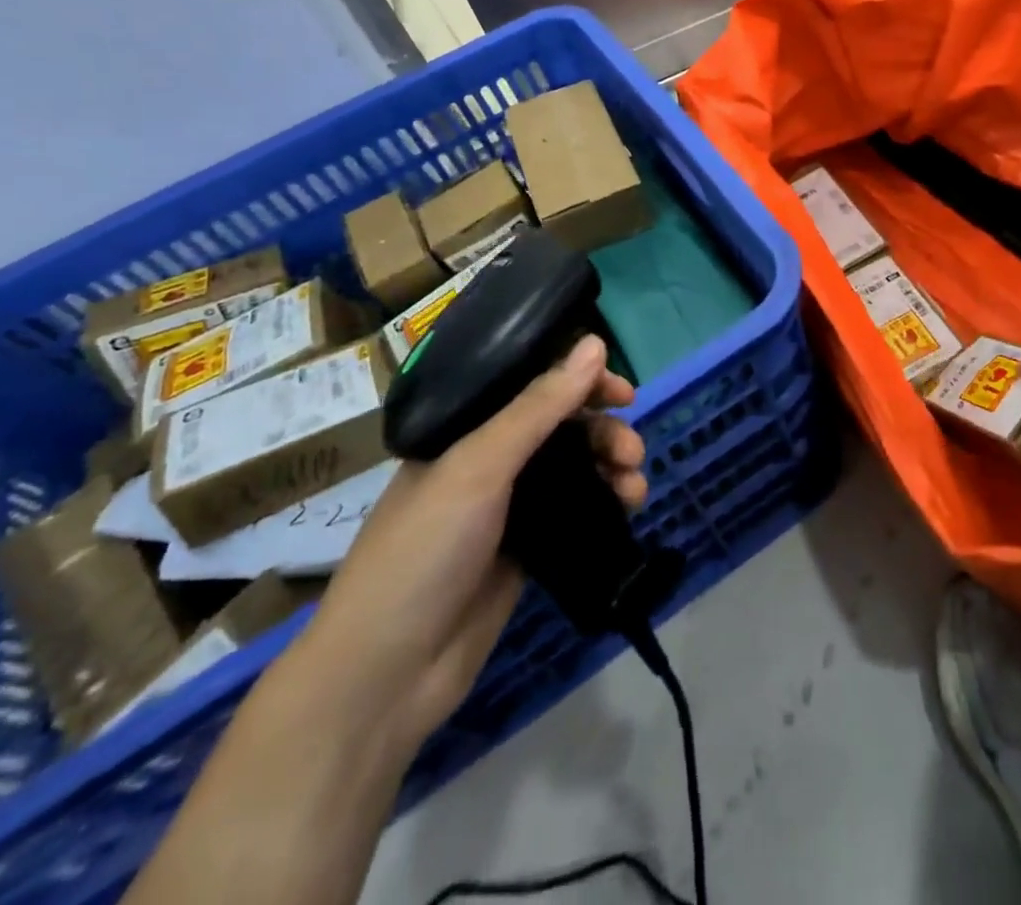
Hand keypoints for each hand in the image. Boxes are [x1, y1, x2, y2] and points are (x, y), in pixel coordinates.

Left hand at [284, 335, 644, 762]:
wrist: (386, 675)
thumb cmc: (423, 550)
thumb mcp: (479, 467)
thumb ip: (539, 407)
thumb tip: (595, 343)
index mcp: (465, 429)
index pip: (533, 385)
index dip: (580, 381)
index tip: (622, 391)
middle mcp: (488, 460)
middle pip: (562, 426)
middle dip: (603, 431)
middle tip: (631, 451)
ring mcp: (508, 507)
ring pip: (575, 466)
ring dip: (612, 466)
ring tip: (634, 487)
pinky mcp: (526, 549)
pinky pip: (577, 509)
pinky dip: (606, 501)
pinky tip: (628, 506)